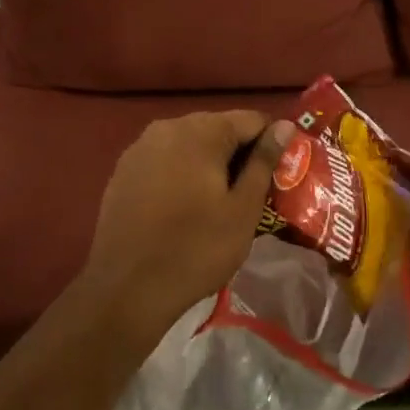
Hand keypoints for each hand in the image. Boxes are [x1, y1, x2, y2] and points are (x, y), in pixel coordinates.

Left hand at [81, 111, 295, 344]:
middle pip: (218, 128)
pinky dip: (181, 172)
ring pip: (190, 143)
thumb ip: (264, 161)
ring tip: (219, 202)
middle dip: (239, 153)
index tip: (279, 174)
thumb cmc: (195, 249)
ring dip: (209, 163)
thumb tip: (285, 126)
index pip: (251, 119)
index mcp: (201, 130)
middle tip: (252, 193)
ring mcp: (141, 146)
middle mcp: (168, 126)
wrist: (125, 290)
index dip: (272, 144)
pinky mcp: (124, 169)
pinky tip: (184, 206)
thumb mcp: (243, 209)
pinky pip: (165, 159)